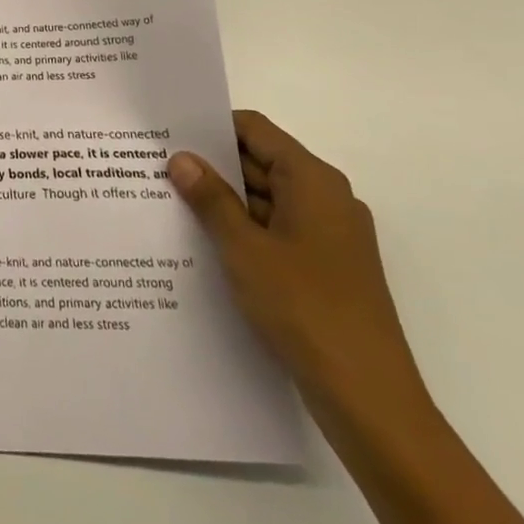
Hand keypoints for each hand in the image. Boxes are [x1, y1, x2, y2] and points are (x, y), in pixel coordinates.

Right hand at [169, 112, 429, 427]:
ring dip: (223, 201)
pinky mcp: (325, 268)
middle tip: (155, 168)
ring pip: (265, 200)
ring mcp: (328, 236)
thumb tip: (182, 158)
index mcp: (313, 181)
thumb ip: (211, 198)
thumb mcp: (244, 248)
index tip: (167, 133)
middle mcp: (326, 199)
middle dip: (211, 165)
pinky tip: (202, 243)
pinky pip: (275, 231)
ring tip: (168, 203)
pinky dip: (242, 230)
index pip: (255, 130)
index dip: (211, 127)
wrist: (368, 397)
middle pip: (260, 162)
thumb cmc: (305, 308)